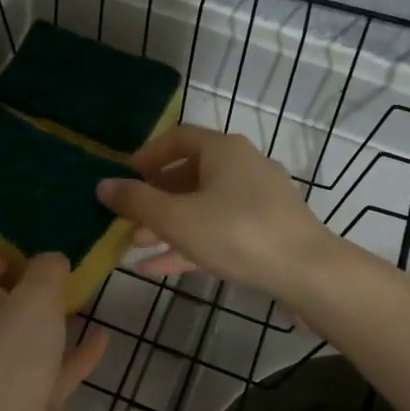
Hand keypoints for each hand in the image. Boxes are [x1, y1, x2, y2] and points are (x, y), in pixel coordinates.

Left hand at [0, 254, 107, 410]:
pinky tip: (104, 338)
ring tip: (87, 296)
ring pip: (33, 340)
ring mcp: (10, 376)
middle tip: (64, 270)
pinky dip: (78, 354)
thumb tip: (52, 259)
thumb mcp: (33, 298)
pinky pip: (58, 371)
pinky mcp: (35, 404)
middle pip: (4, 309)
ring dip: (56, 321)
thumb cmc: (11, 359)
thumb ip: (46, 271)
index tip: (23, 249)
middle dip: (31, 290)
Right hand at [96, 125, 338, 295]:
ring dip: (168, 224)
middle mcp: (242, 167)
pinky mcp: (265, 232)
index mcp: (223, 150)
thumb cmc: (236, 232)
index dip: (148, 155)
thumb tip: (102, 185)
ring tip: (134, 245)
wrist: (307, 272)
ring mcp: (257, 201)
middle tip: (126, 217)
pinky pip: (218, 231)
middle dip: (154, 198)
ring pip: (202, 207)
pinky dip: (189, 244)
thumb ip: (136, 201)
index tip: (125, 177)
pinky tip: (157, 267)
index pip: (178, 138)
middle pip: (189, 175)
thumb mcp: (176, 218)